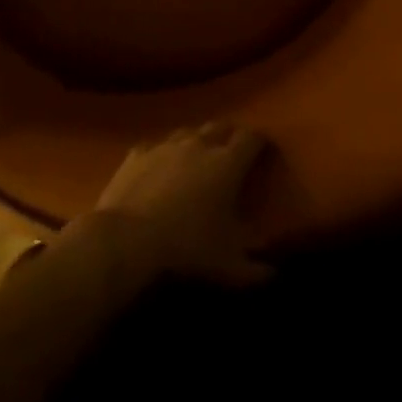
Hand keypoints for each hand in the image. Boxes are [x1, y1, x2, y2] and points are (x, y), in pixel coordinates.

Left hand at [72, 123, 273, 286]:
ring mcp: (166, 145)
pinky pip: (156, 145)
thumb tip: (273, 275)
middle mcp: (199, 144)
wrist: (127, 239)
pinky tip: (160, 167)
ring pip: (189, 132)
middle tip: (234, 153)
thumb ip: (254, 271)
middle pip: (221, 126)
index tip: (265, 150)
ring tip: (198, 158)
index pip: (251, 138)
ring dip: (197, 141)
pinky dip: (163, 153)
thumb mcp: (227, 267)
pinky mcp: (138, 152)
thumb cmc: (186, 248)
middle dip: (230, 135)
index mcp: (227, 164)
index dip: (260, 141)